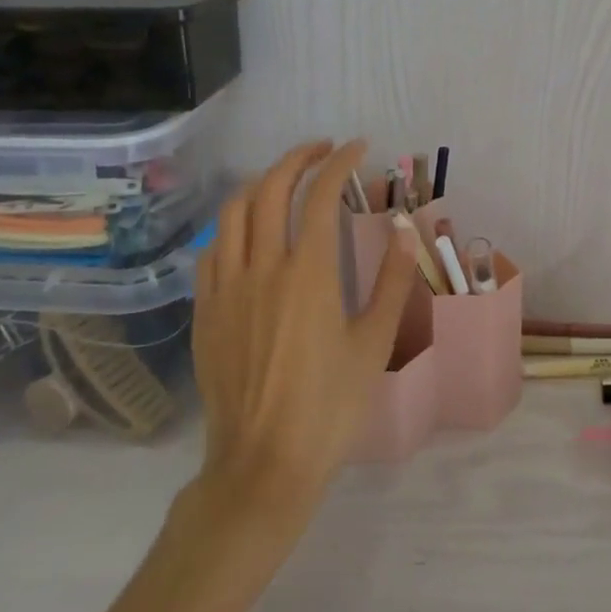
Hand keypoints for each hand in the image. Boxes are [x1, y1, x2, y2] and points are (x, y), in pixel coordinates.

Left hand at [190, 140, 413, 512]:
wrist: (263, 463)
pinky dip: (234, 224)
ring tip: (285, 181)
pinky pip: (213, 249)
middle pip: (270, 190)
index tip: (358, 148)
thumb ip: (391, 280)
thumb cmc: (330, 404)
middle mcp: (261, 268)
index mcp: (308, 273)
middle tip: (323, 151)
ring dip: (260, 183)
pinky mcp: (205, 311)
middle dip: (297, 159)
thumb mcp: (375, 342)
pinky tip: (249, 232)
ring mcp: (225, 289)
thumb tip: (404, 229)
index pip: (321, 196)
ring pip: (233, 213)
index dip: (340, 163)